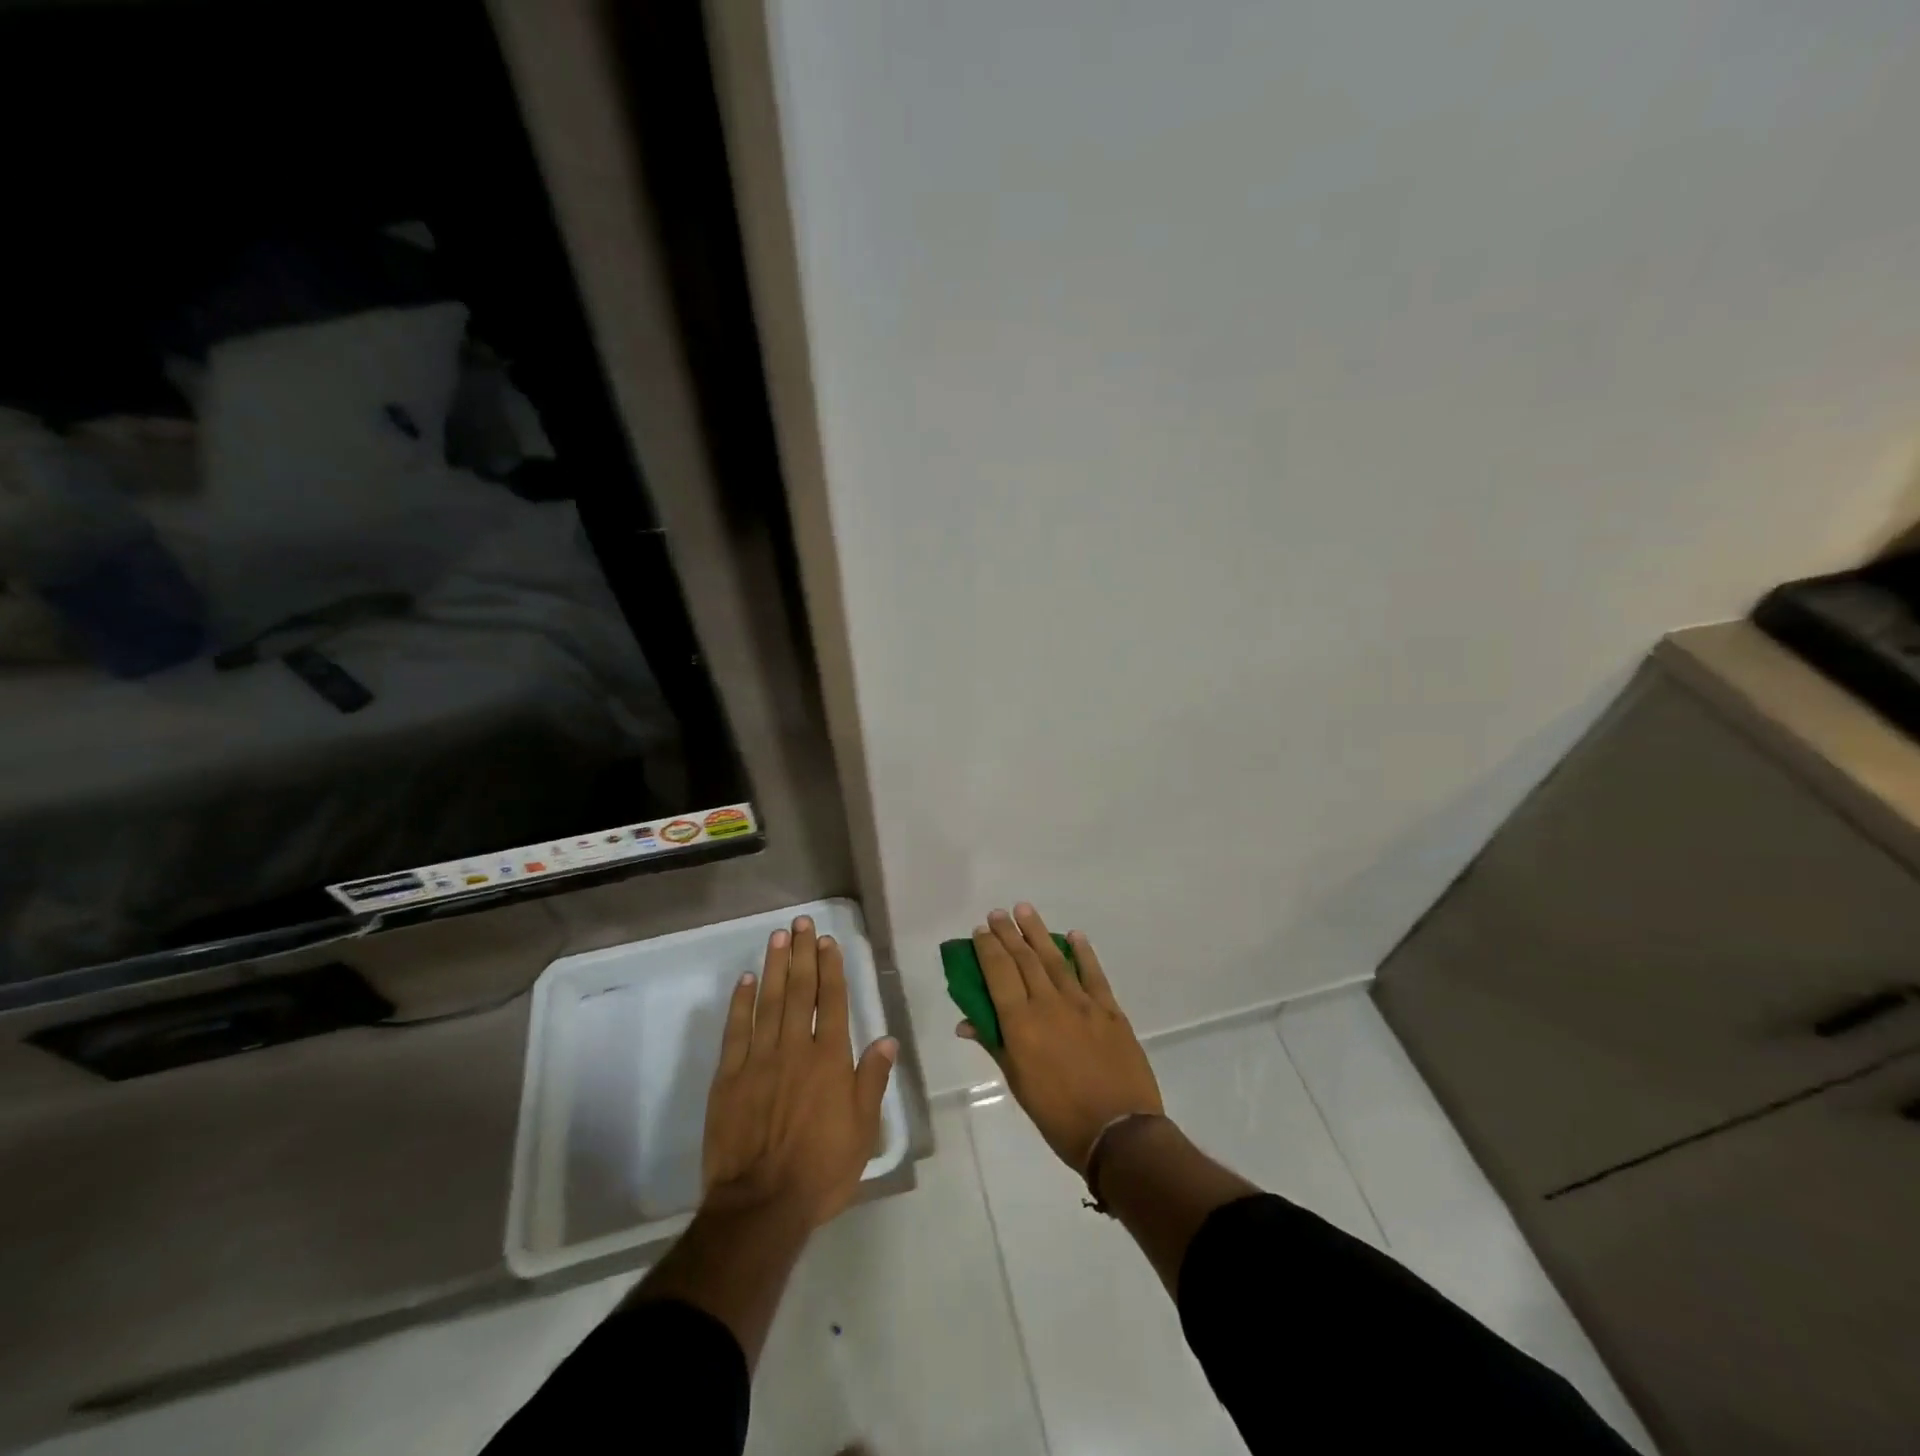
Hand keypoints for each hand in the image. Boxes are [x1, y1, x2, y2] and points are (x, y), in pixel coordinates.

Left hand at [703, 916, 897, 1228]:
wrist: (760, 1205)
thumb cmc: (820, 1170)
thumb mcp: (863, 1130)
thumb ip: (872, 1080)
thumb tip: (887, 1039)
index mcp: (830, 1060)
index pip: (833, 1001)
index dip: (831, 968)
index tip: (828, 941)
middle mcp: (796, 1049)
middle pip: (800, 991)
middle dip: (803, 953)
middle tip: (802, 922)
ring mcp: (759, 1060)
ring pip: (768, 1001)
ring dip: (774, 966)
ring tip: (778, 936)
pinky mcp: (729, 1077)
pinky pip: (736, 1030)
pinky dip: (741, 1002)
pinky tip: (746, 980)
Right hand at [959, 904, 1162, 1171]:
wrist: (1119, 1133)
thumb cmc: (1058, 1116)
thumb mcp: (1019, 1084)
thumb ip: (995, 1044)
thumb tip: (967, 1022)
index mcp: (1021, 1024)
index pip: (999, 973)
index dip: (988, 949)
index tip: (981, 930)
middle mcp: (1049, 1004)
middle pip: (1024, 959)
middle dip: (1008, 933)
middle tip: (998, 913)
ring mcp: (1082, 1004)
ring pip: (1055, 958)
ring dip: (1038, 932)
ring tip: (1025, 910)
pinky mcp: (1110, 1010)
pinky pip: (1093, 973)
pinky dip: (1083, 952)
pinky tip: (1073, 936)